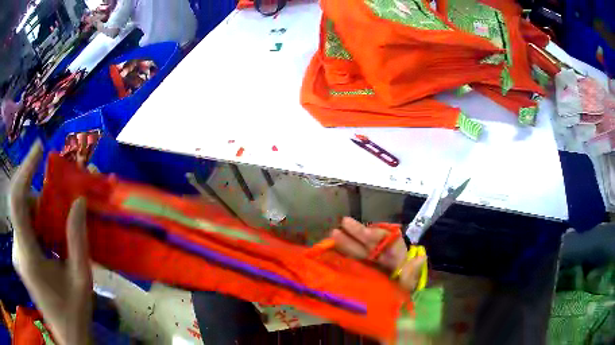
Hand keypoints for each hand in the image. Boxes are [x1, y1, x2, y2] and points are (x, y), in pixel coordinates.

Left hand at [9, 142, 92, 344]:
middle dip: (36, 194)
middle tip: (56, 196)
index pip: (17, 202)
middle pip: (19, 205)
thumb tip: (78, 201)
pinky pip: (24, 228)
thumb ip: (77, 239)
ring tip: (56, 222)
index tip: (39, 149)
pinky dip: (35, 222)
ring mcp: (18, 254)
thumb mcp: (81, 279)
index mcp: (29, 256)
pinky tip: (49, 236)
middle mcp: (18, 250)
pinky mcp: (21, 258)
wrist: (68, 337)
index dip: (24, 171)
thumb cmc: (74, 313)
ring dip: (37, 210)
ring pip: (21, 215)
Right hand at [331, 217, 425, 291]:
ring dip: (347, 242)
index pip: (390, 241)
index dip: (378, 234)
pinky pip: (352, 261)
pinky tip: (332, 250)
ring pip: (360, 250)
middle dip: (358, 232)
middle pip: (371, 243)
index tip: (366, 233)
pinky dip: (343, 255)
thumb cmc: (401, 297)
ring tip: (333, 234)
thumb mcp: (408, 286)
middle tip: (344, 221)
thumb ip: (411, 272)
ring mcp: (370, 265)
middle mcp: (383, 258)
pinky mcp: (360, 273)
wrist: (391, 312)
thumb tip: (421, 257)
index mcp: (397, 258)